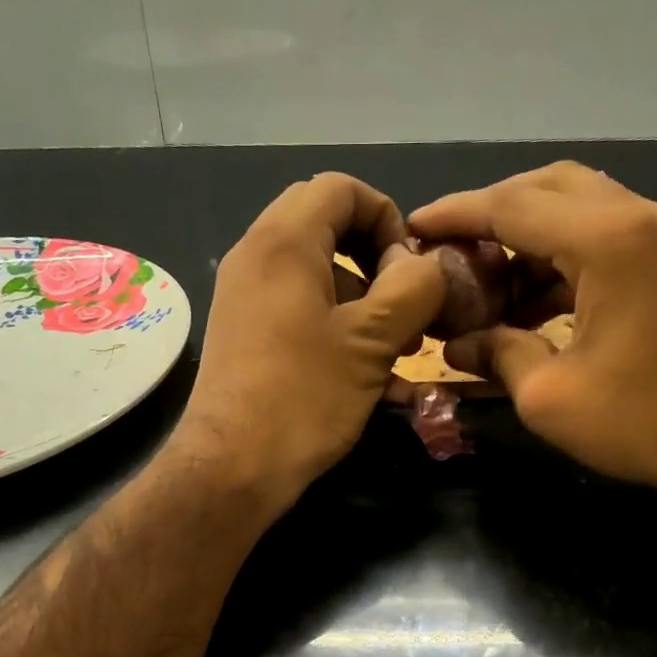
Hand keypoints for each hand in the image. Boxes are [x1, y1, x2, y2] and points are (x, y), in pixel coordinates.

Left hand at [173, 173, 445, 510]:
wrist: (231, 467)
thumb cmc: (305, 397)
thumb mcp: (373, 341)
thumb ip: (413, 288)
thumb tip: (425, 266)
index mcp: (284, 241)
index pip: (341, 188)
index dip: (388, 217)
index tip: (411, 270)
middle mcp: (255, 256)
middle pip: (326, 227)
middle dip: (375, 260)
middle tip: (405, 307)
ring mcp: (243, 296)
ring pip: (314, 272)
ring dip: (361, 299)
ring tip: (395, 350)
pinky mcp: (243, 333)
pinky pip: (295, 307)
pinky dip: (334, 324)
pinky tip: (364, 374)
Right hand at [412, 162, 656, 502]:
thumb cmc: (644, 423)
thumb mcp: (548, 397)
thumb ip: (496, 354)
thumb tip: (456, 343)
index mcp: (610, 240)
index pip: (513, 205)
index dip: (457, 213)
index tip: (415, 224)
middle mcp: (643, 217)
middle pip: (550, 187)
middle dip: (493, 212)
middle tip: (452, 248)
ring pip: (582, 207)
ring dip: (530, 236)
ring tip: (487, 283)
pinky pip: (610, 236)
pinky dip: (565, 257)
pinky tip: (534, 302)